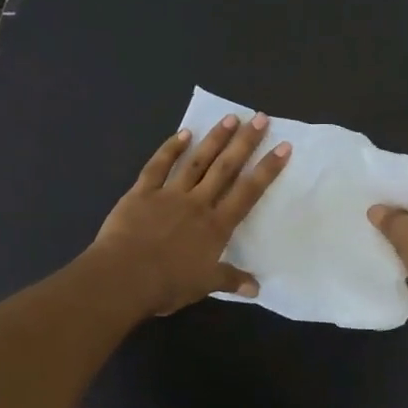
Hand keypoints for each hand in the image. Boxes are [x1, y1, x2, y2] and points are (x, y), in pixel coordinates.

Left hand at [89, 113, 290, 315]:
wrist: (123, 277)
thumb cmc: (167, 284)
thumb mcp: (204, 285)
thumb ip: (230, 280)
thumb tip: (257, 289)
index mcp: (216, 226)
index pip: (248, 192)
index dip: (267, 169)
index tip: (283, 146)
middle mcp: (197, 203)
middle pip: (225, 168)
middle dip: (244, 142)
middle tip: (259, 118)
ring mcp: (169, 194)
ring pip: (196, 161)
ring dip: (214, 139)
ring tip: (230, 118)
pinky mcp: (142, 192)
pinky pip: (158, 166)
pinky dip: (170, 148)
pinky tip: (183, 133)